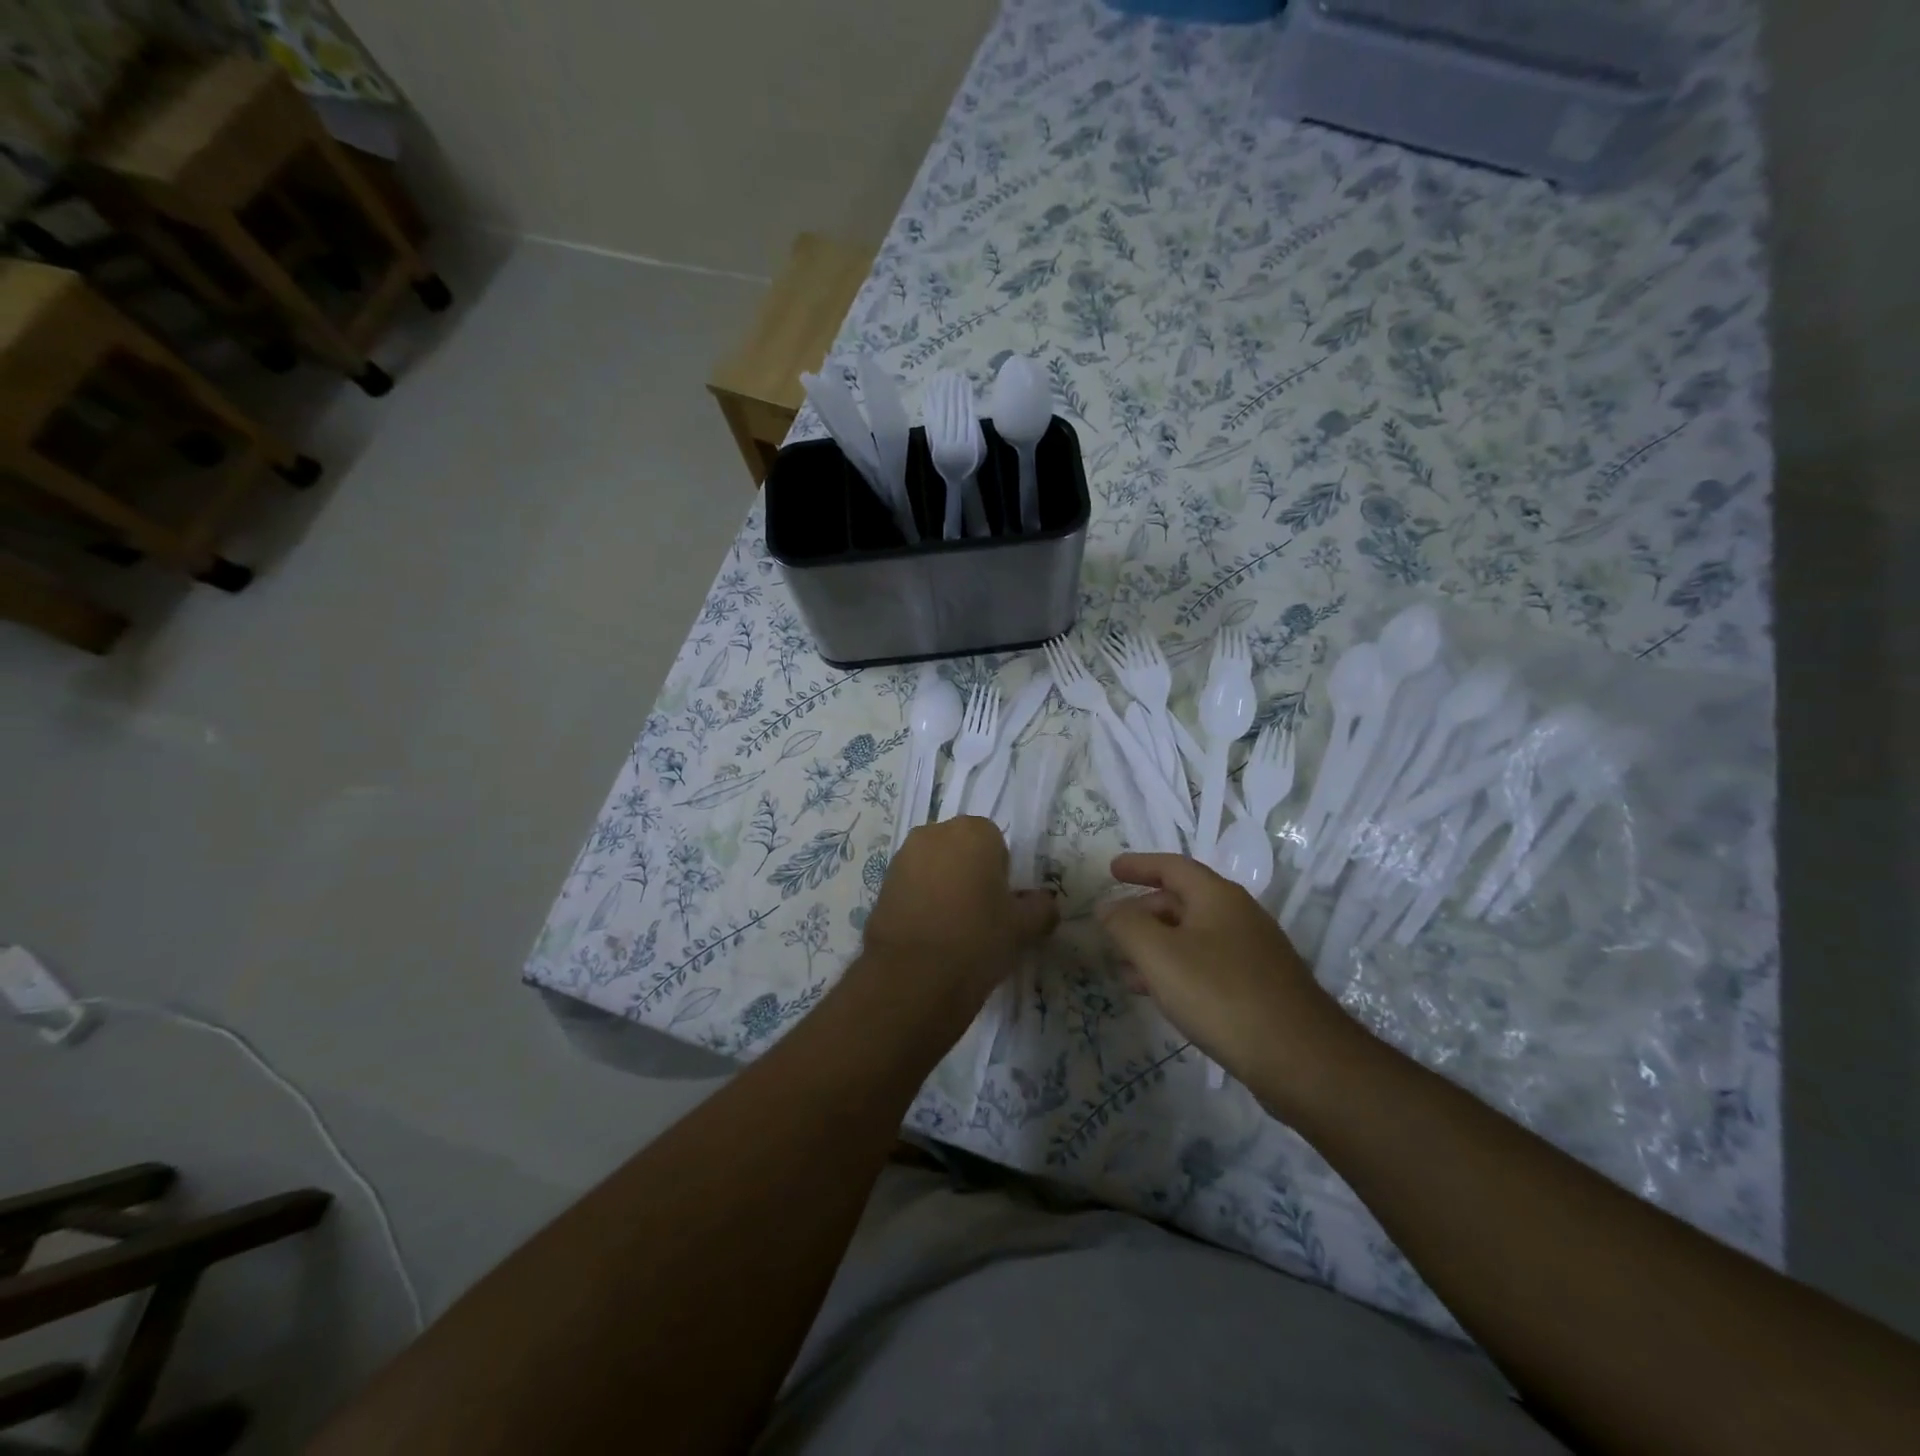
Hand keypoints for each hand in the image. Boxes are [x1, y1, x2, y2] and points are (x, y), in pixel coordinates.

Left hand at [857, 817, 1058, 1026]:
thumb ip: (1041, 908)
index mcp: (974, 831)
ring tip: (952, 927)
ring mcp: (903, 856)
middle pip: (961, 849)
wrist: (913, 977)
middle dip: (970, 873)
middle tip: (979, 914)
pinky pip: (912, 884)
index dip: (1001, 874)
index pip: (996, 843)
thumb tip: (1044, 903)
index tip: (1001, 904)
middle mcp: (934, 832)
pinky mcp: (882, 883)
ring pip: (934, 865)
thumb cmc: (978, 940)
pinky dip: (921, 900)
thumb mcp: (1023, 927)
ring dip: (943, 885)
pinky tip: (928, 934)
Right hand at [1097, 853, 1361, 1114]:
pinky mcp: (1260, 986)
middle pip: (1182, 901)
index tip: (1111, 870)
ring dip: (1157, 946)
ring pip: (1193, 936)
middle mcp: (1239, 916)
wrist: (1301, 1060)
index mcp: (1217, 896)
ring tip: (1126, 969)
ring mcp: (1253, 952)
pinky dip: (1178, 969)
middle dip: (1143, 912)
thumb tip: (1108, 906)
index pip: (1172, 866)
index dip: (1139, 866)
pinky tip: (1162, 996)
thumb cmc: (1221, 995)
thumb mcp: (1159, 955)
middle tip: (1113, 929)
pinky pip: (1207, 964)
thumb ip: (1126, 924)